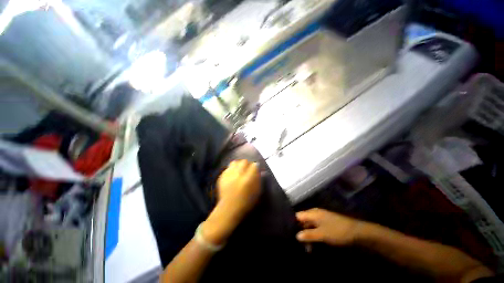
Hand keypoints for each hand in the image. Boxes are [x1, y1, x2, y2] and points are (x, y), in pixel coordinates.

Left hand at [202, 160, 261, 244]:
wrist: (229, 209)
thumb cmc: (246, 202)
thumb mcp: (257, 192)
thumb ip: (258, 180)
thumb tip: (259, 171)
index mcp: (248, 179)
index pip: (254, 165)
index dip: (256, 166)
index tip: (256, 169)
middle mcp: (238, 174)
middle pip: (244, 161)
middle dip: (247, 164)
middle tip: (247, 169)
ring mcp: (229, 174)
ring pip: (235, 162)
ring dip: (239, 164)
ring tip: (239, 170)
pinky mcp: (222, 176)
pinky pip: (228, 167)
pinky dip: (232, 169)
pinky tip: (233, 174)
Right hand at [296, 208, 360, 245]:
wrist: (357, 233)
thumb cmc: (337, 231)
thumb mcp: (322, 234)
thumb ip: (309, 235)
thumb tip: (296, 236)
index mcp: (313, 213)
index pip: (298, 216)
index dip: (294, 224)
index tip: (290, 234)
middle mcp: (315, 214)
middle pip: (303, 221)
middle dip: (301, 232)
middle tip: (299, 245)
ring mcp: (321, 219)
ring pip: (310, 226)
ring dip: (308, 236)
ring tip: (307, 249)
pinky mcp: (326, 224)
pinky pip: (316, 229)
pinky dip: (314, 236)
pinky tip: (314, 244)